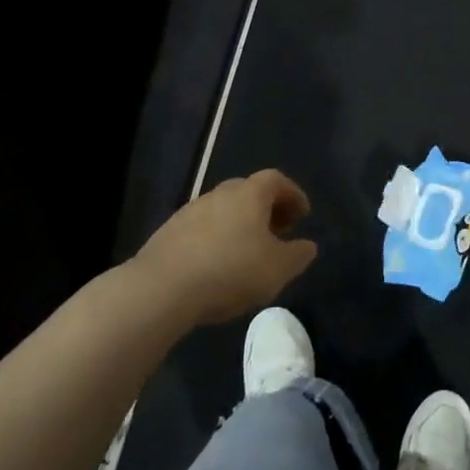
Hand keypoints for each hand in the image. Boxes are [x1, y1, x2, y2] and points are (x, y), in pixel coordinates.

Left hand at [134, 170, 317, 326]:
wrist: (161, 288)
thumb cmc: (230, 271)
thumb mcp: (277, 269)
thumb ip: (297, 255)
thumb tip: (307, 245)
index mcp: (249, 194)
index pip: (276, 180)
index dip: (293, 195)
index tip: (302, 215)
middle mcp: (220, 193)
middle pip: (249, 191)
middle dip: (267, 208)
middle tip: (278, 232)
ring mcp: (191, 210)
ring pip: (224, 209)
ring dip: (240, 224)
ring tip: (248, 252)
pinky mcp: (169, 232)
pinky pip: (202, 228)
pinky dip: (217, 238)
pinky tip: (217, 265)